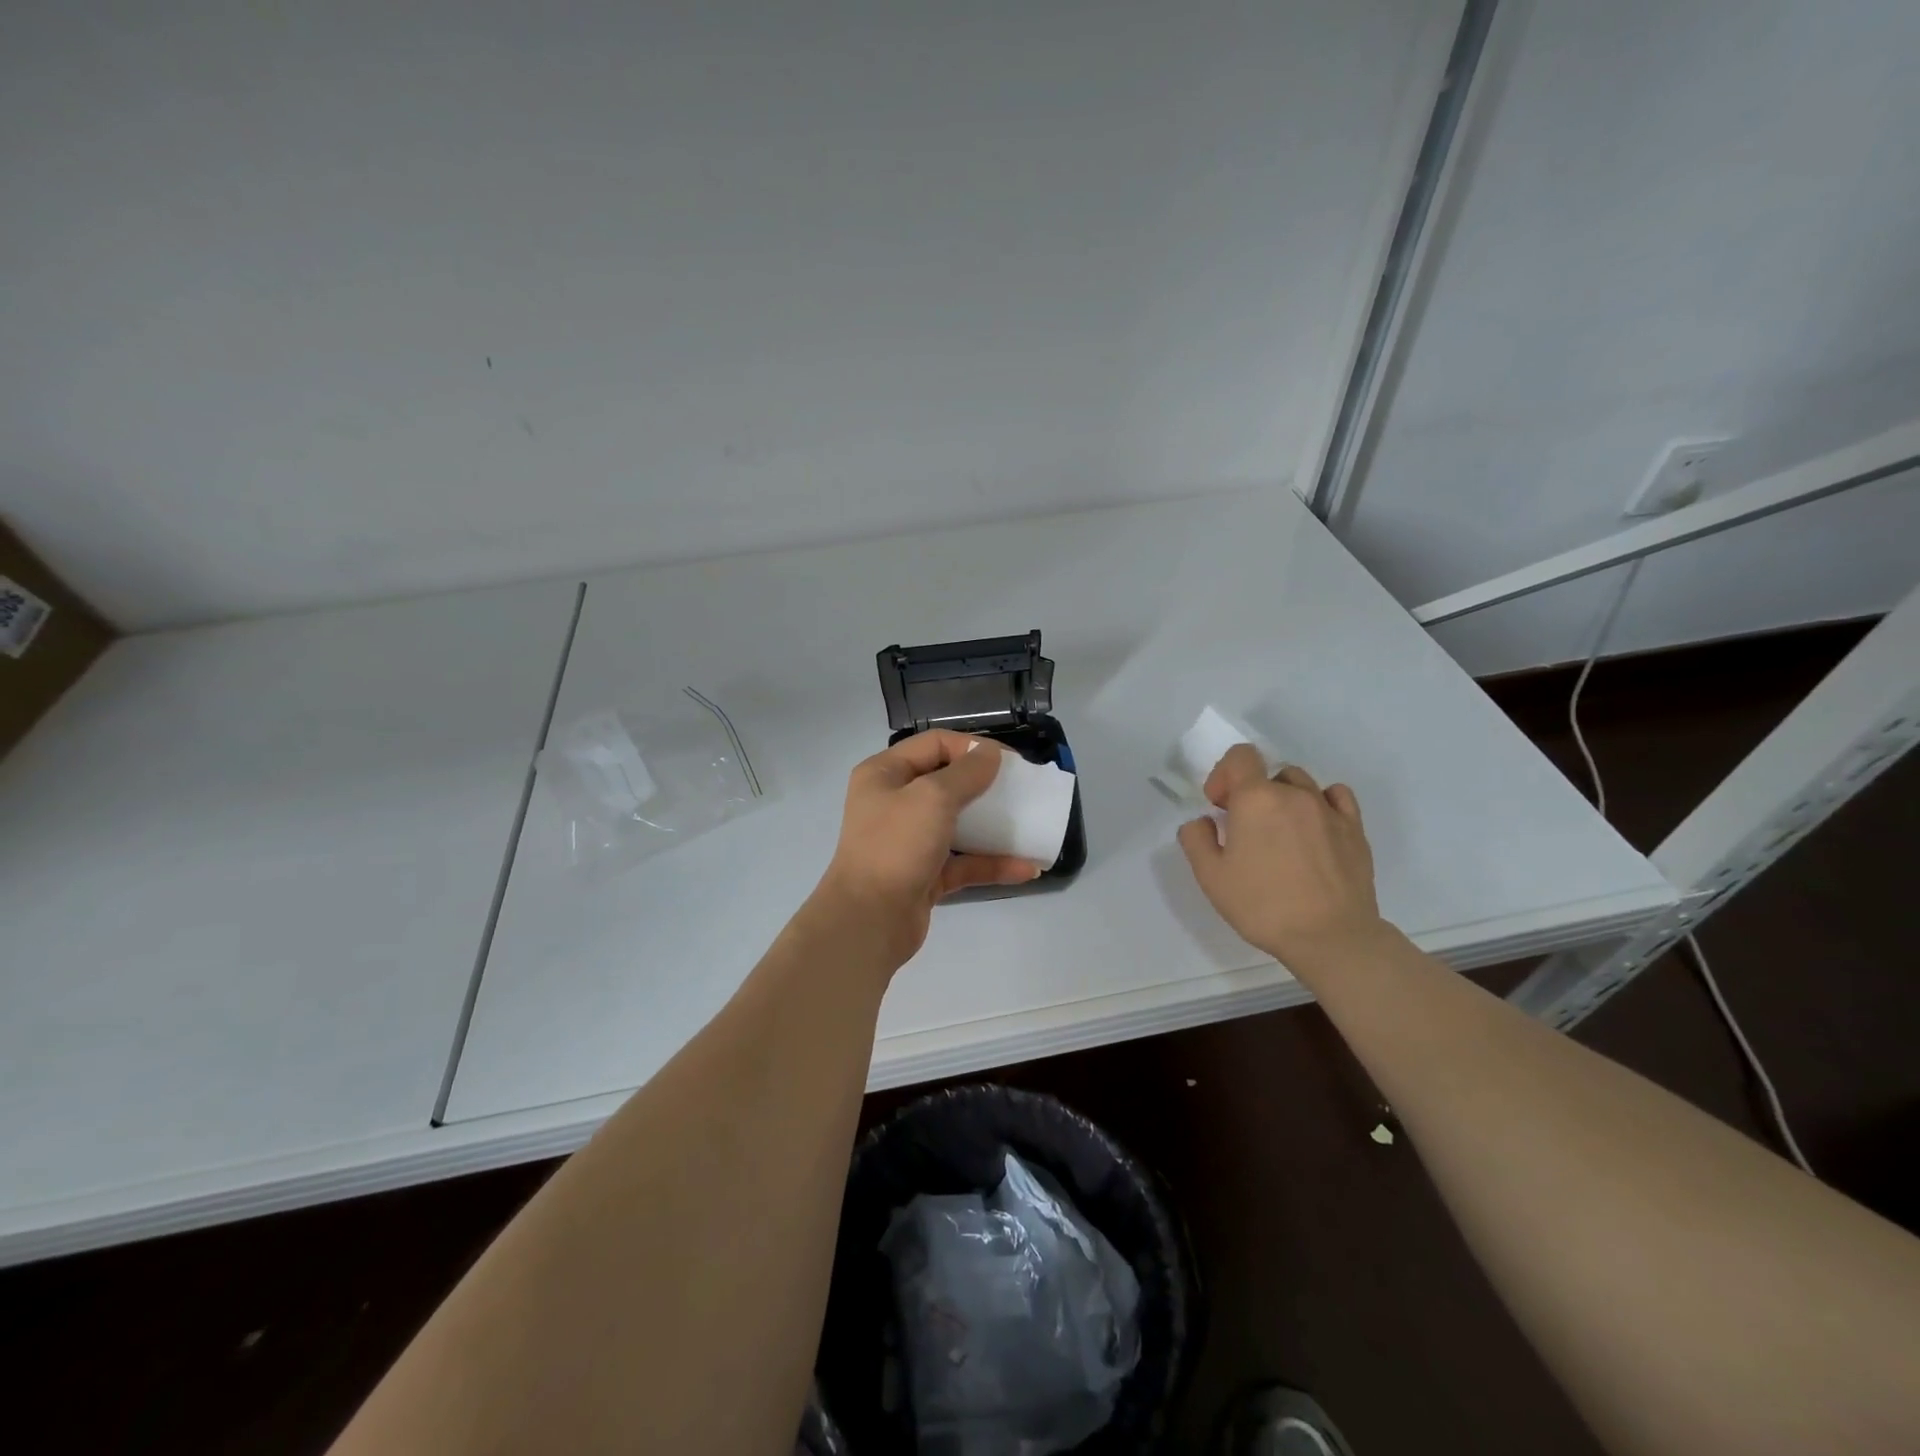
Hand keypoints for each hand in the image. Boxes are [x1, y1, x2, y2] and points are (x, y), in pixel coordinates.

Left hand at [814, 730, 1040, 966]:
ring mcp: (909, 842)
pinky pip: (964, 863)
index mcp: (885, 774)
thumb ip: (966, 772)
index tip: (1011, 762)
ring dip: (994, 826)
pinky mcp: (925, 876)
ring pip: (959, 825)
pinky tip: (1026, 868)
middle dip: (986, 785)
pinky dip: (992, 863)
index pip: (934, 744)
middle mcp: (894, 803)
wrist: (868, 921)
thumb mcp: (932, 797)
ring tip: (1031, 825)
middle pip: (947, 783)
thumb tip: (989, 753)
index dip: (972, 747)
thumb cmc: (896, 846)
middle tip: (1022, 790)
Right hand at [1177, 745, 1383, 973]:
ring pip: (1300, 784)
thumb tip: (1203, 822)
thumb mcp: (1210, 877)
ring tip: (1280, 832)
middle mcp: (1294, 793)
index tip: (1220, 806)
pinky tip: (1314, 827)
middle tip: (1245, 828)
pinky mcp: (1355, 829)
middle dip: (1251, 793)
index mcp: (1256, 798)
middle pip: (1268, 773)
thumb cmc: (1263, 905)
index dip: (1224, 775)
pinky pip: (1336, 796)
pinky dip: (1321, 802)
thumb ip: (1196, 839)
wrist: (1330, 937)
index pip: (1240, 756)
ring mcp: (1329, 809)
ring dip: (1284, 798)